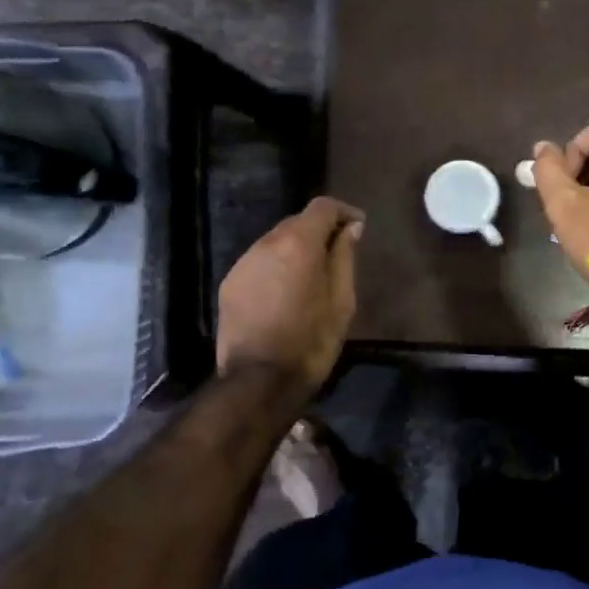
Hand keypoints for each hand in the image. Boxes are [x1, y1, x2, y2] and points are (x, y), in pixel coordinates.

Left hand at [217, 197, 363, 394]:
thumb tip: (350, 228)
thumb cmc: (311, 341)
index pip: (322, 206)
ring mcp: (243, 263)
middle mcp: (266, 243)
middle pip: (297, 222)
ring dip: (296, 249)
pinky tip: (286, 292)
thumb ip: (345, 257)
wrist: (259, 381)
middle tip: (338, 253)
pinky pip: (259, 262)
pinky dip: (277, 266)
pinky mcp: (230, 284)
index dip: (343, 211)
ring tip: (312, 276)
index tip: (358, 227)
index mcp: (298, 243)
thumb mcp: (342, 301)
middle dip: (319, 231)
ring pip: (276, 242)